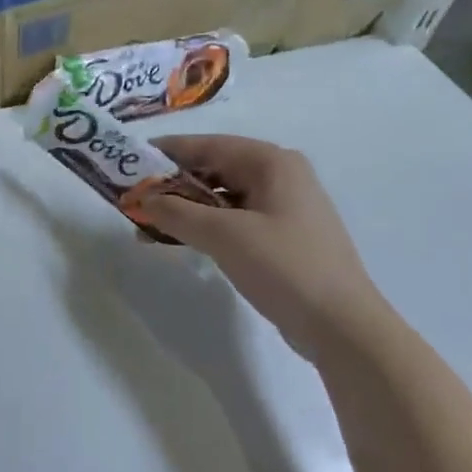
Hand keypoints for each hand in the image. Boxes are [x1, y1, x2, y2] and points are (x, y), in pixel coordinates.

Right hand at [139, 135, 390, 358]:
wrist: (342, 326)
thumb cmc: (284, 267)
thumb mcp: (223, 235)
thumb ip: (177, 212)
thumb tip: (142, 199)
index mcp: (272, 162)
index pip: (208, 145)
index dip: (166, 153)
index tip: (129, 162)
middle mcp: (280, 176)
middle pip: (214, 169)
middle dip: (173, 185)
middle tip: (135, 200)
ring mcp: (284, 207)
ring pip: (223, 197)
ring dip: (186, 209)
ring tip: (149, 226)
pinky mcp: (283, 237)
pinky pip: (234, 219)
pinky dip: (206, 226)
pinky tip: (182, 241)